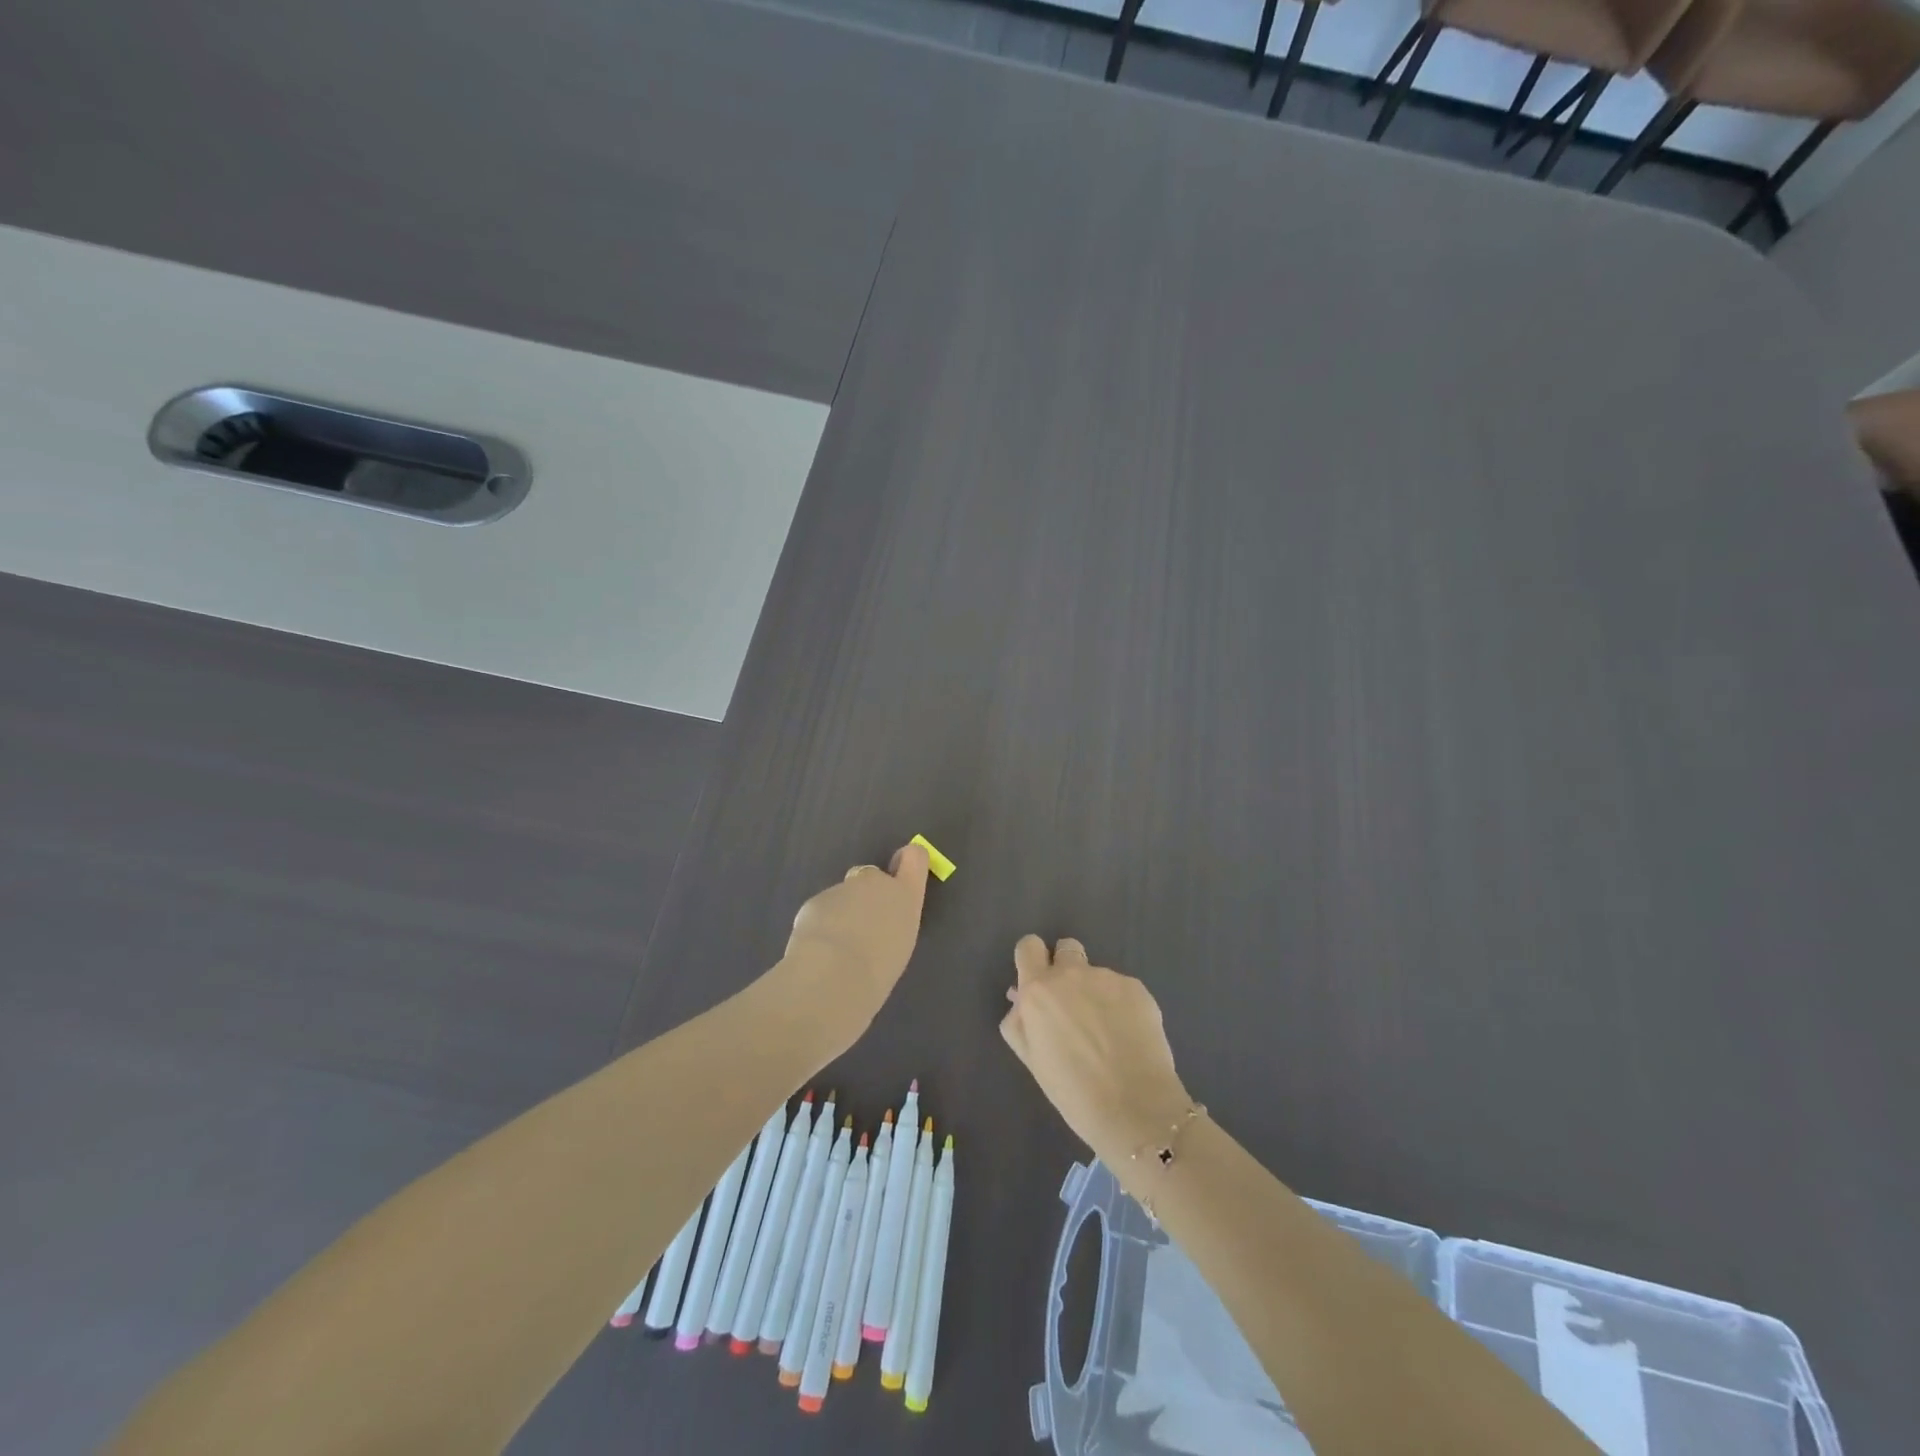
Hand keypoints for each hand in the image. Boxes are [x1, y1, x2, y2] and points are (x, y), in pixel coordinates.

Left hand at [779, 842, 931, 1045]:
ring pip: (842, 897)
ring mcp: (843, 888)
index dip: (908, 859)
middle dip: (865, 895)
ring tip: (838, 950)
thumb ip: (891, 923)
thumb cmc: (879, 967)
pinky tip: (818, 951)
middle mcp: (875, 882)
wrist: (835, 972)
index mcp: (905, 895)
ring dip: (841, 914)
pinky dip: (820, 925)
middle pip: (871, 877)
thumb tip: (877, 922)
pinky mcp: (815, 900)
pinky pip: (821, 910)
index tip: (901, 869)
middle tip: (861, 930)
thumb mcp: (899, 945)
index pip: (914, 857)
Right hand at [1000, 936, 1193, 1168]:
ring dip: (1095, 992)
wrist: (1135, 1108)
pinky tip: (1128, 1036)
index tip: (1039, 982)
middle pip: (1065, 948)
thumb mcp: (1032, 1059)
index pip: (1028, 946)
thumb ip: (1019, 1022)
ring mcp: (1107, 977)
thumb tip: (1020, 999)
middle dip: (1066, 968)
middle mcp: (1071, 974)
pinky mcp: (1137, 988)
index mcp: (1038, 990)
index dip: (1032, 960)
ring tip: (1107, 1033)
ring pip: (1096, 974)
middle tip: (1073, 1005)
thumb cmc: (1073, 1092)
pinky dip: (1121, 1005)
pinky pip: (1122, 988)